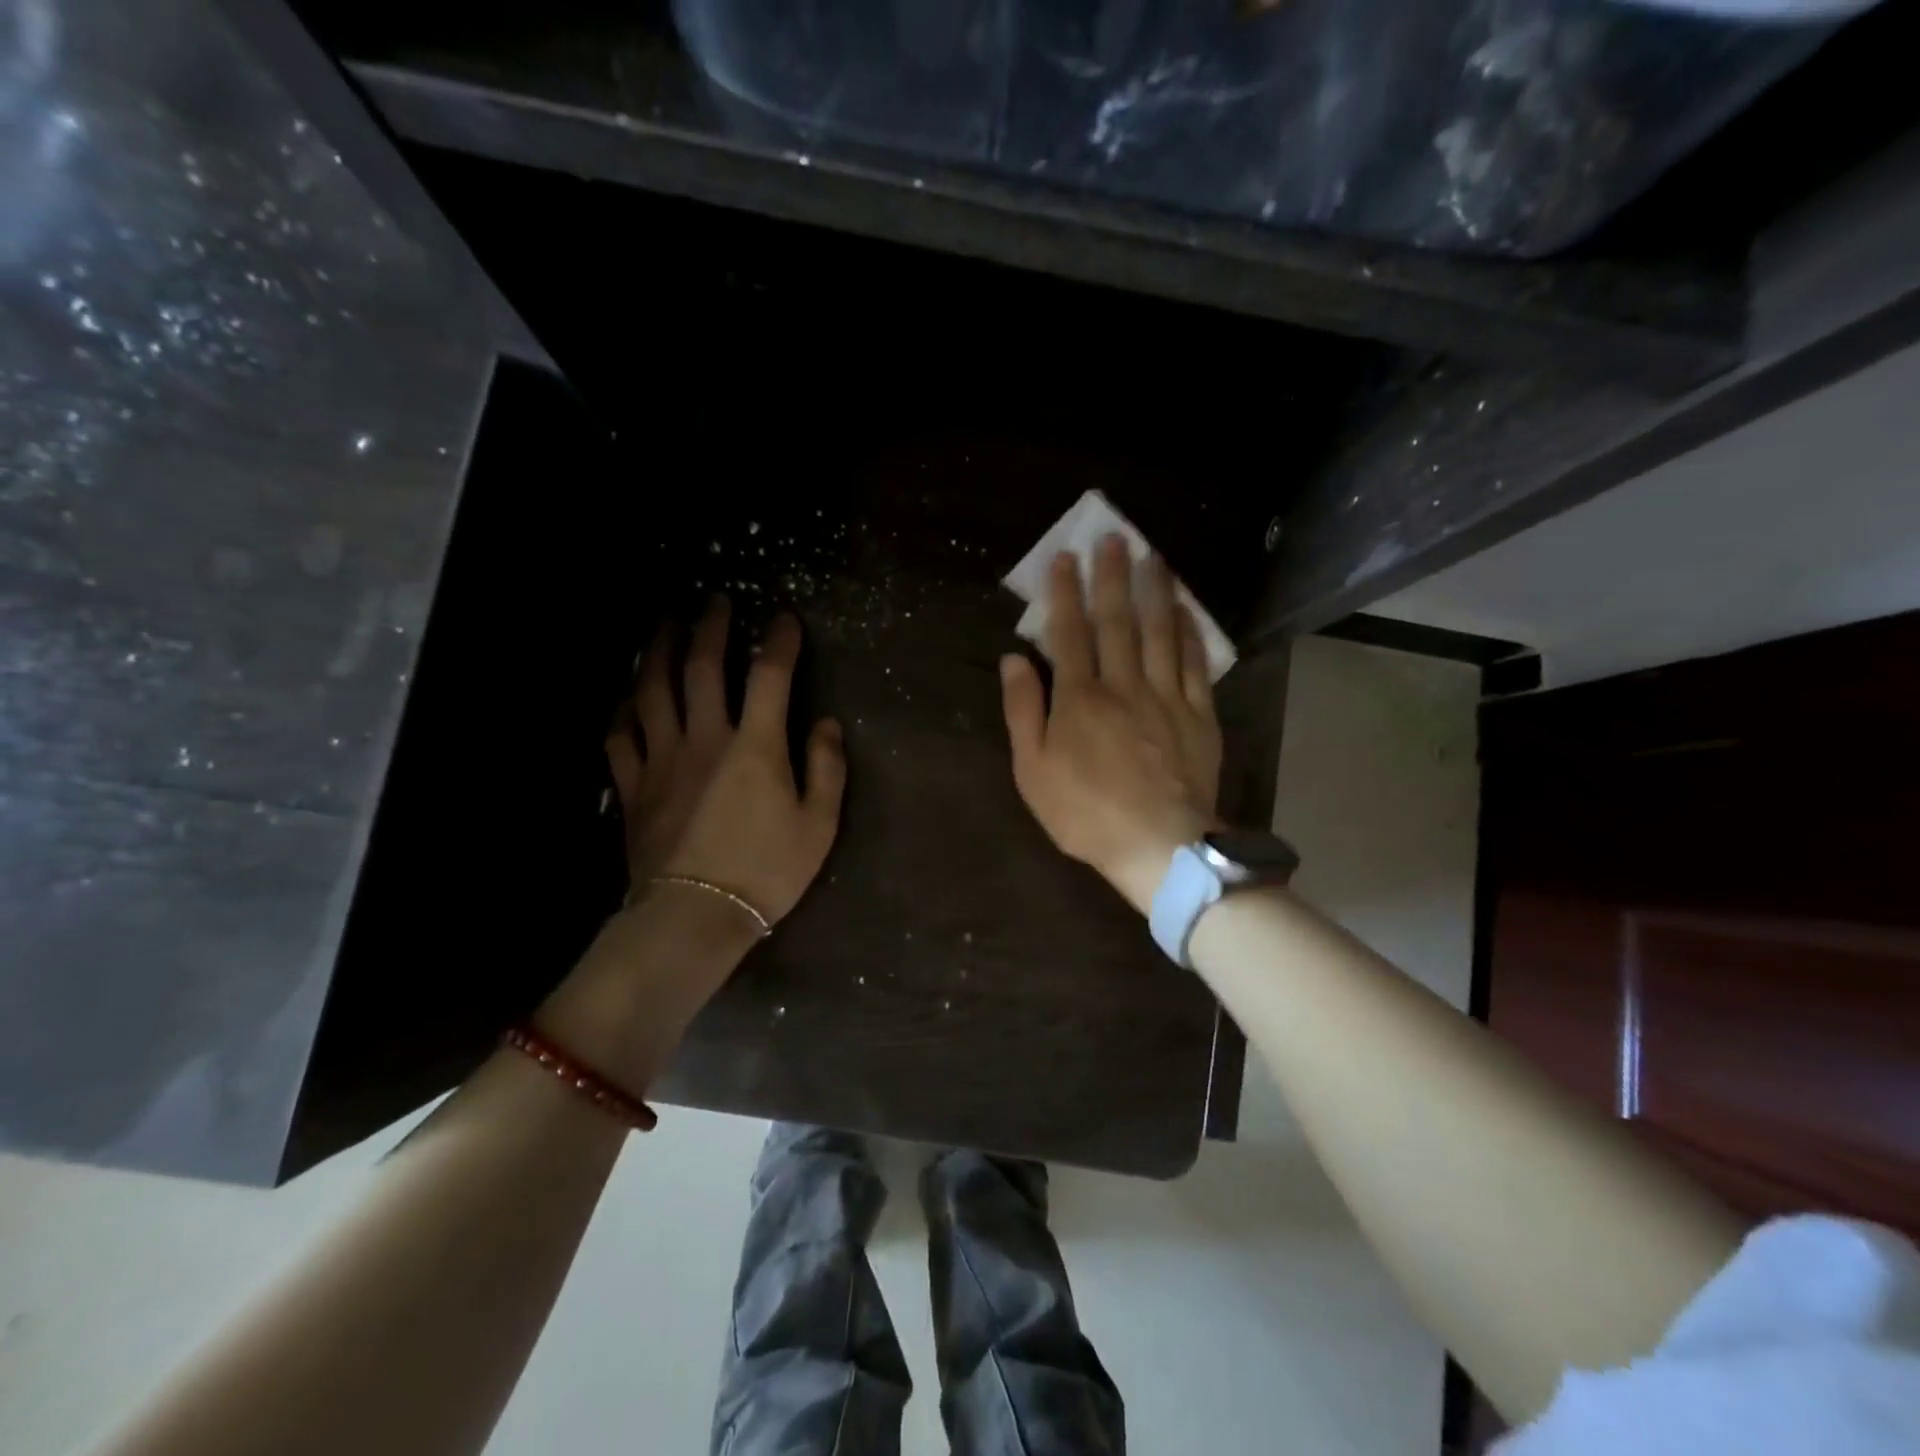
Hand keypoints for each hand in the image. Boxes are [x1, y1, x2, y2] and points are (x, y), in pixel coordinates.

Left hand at [605, 599, 845, 927]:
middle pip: (702, 667)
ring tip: (664, 626)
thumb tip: (827, 723)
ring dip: (658, 650)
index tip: (784, 618)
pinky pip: (620, 735)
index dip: (779, 641)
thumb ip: (827, 768)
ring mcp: (662, 759)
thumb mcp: (819, 825)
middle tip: (714, 601)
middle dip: (711, 627)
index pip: (769, 676)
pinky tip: (627, 697)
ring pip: (653, 689)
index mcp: (756, 746)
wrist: (694, 917)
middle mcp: (705, 738)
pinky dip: (623, 709)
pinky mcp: (633, 785)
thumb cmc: (766, 872)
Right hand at [1000, 536, 1221, 914]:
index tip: (1066, 557)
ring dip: (1154, 591)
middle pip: (1117, 622)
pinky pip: (1193, 664)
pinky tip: (1185, 610)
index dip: (1066, 593)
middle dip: (1112, 577)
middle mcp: (1123, 685)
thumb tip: (1013, 660)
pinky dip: (1189, 633)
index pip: (1070, 633)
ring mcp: (1166, 697)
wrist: (1158, 845)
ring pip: (1159, 633)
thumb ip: (1023, 711)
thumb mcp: (1032, 770)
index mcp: (1079, 699)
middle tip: (1114, 536)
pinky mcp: (1198, 715)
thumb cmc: (1085, 813)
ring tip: (1152, 556)